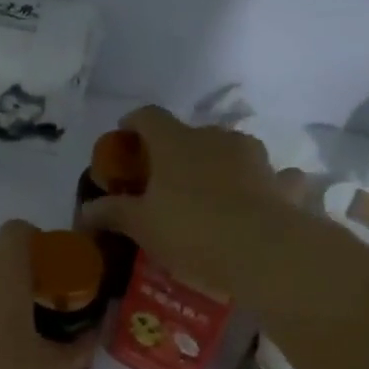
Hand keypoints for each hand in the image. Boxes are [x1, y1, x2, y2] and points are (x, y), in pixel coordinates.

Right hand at [79, 106, 297, 297]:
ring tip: (210, 198)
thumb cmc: (191, 231)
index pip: (148, 116)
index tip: (125, 138)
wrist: (262, 252)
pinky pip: (271, 178)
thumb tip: (86, 210)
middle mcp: (216, 138)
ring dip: (218, 168)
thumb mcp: (142, 227)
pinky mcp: (283, 182)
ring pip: (230, 153)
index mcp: (175, 142)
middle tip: (164, 184)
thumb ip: (113, 213)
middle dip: (176, 154)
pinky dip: (263, 186)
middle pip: (190, 135)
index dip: (133, 124)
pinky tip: (258, 204)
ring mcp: (254, 157)